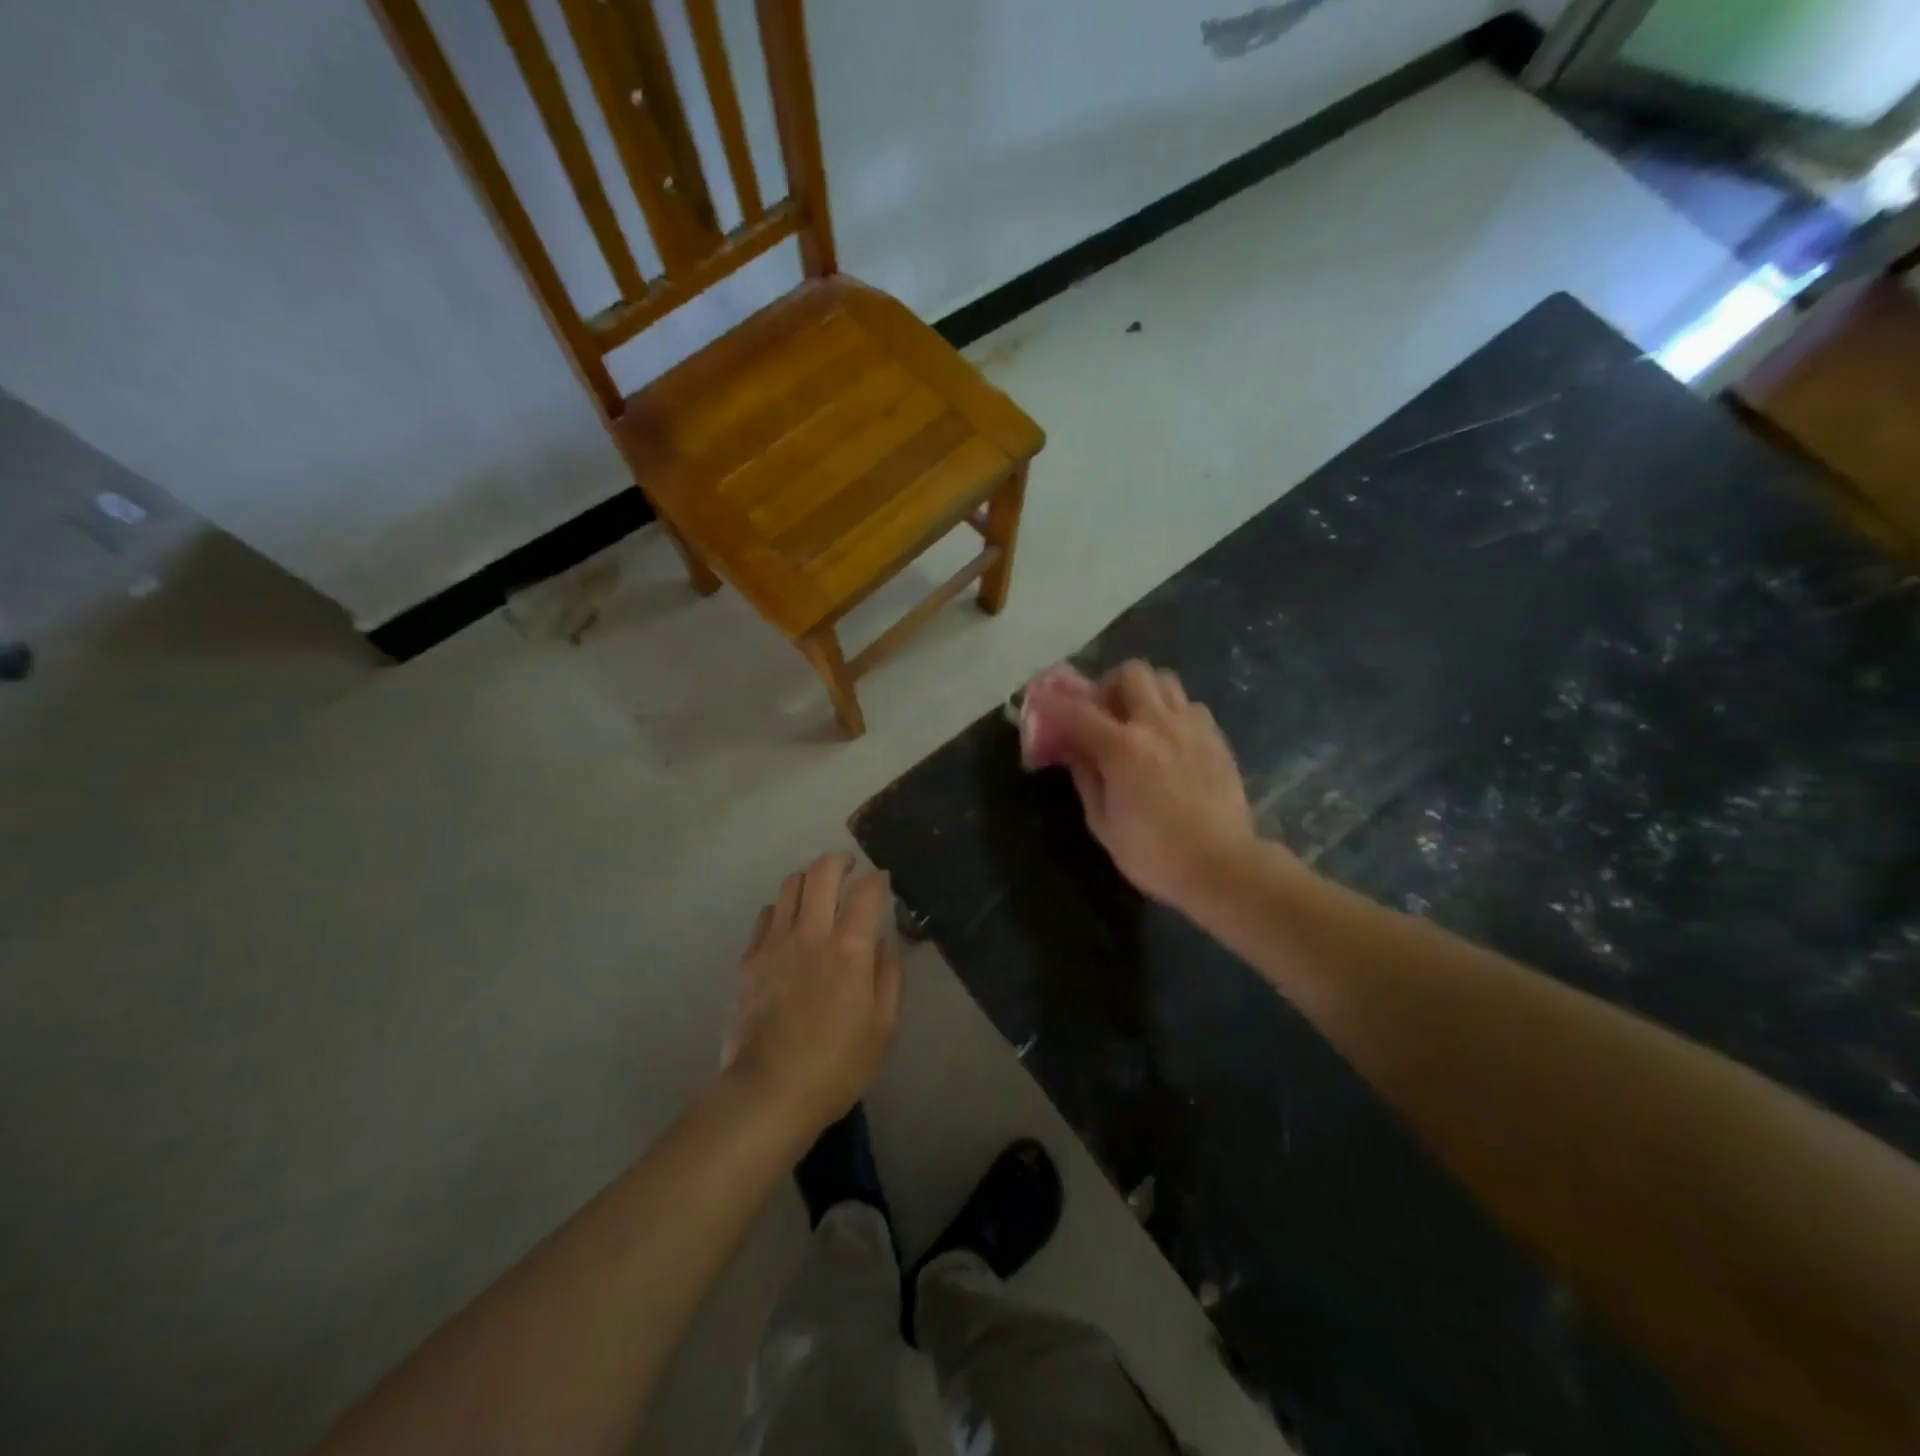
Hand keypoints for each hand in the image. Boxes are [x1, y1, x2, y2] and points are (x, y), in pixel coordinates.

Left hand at [722, 854, 901, 1135]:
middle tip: (850, 868)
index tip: (883, 881)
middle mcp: (812, 933)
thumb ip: (888, 974)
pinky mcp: (750, 957)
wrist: (768, 1092)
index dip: (878, 879)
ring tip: (819, 890)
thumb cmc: (837, 1065)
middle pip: (822, 872)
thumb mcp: (883, 1026)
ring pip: (791, 885)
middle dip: (840, 860)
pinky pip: (767, 914)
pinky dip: (784, 907)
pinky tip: (791, 924)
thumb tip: (882, 940)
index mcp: (850, 948)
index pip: (867, 890)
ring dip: (810, 879)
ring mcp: (776, 942)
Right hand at [1044, 661, 1258, 908]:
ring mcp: (1192, 727)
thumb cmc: (1153, 853)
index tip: (1040, 698)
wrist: (1222, 866)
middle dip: (1109, 686)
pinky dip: (1172, 714)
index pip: (1077, 711)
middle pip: (1130, 673)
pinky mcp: (1216, 739)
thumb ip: (1086, 777)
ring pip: (1165, 680)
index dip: (1053, 701)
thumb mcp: (1102, 822)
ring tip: (1138, 723)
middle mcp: (1157, 724)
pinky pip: (1190, 706)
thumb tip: (1074, 751)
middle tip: (1103, 714)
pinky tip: (1169, 743)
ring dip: (1144, 694)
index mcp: (1122, 747)